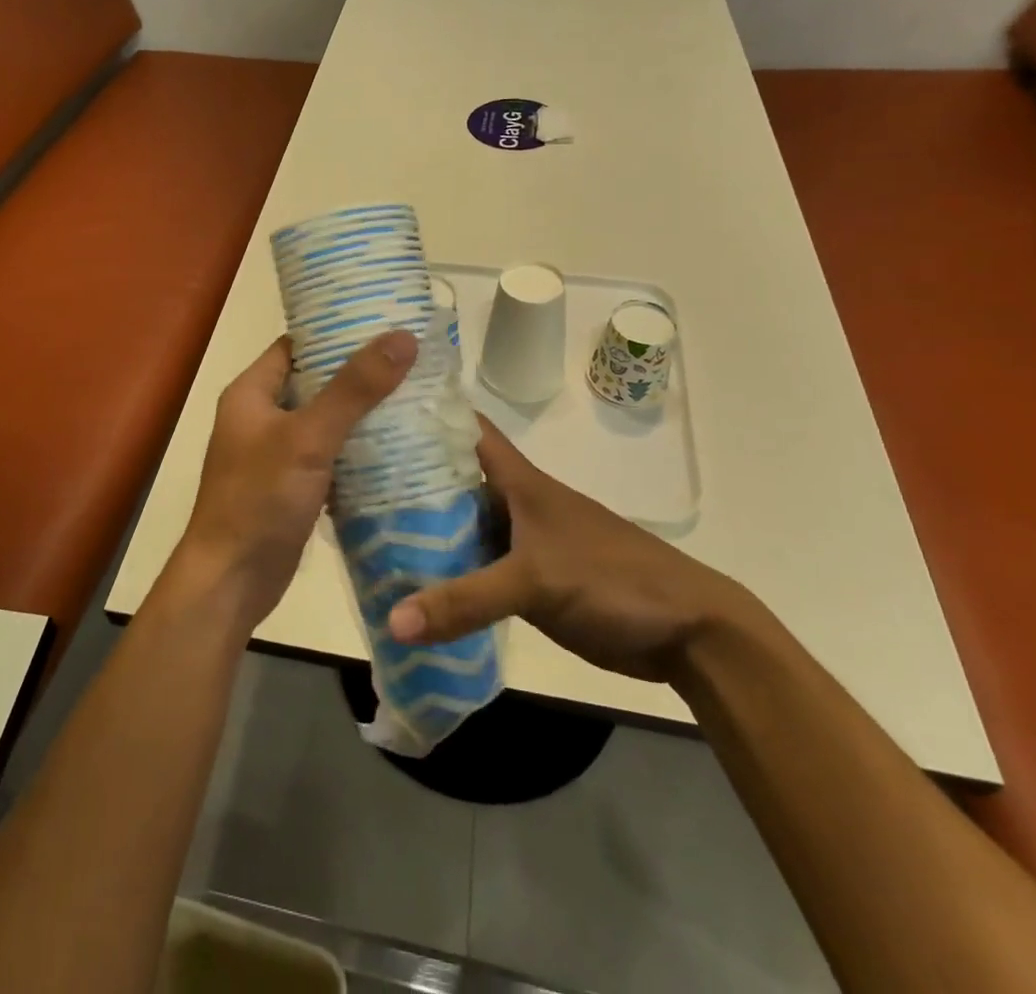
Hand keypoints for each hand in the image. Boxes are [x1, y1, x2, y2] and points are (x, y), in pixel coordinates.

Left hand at [175, 331, 417, 628]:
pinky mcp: (292, 486)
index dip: (337, 333)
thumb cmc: (260, 498)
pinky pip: (329, 455)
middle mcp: (260, 417)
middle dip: (359, 375)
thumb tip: (402, 337)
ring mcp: (275, 454)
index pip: (297, 346)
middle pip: (316, 383)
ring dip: (362, 414)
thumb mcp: (308, 437)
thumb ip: (354, 388)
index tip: (385, 325)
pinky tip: (399, 447)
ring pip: (326, 421)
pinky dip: (357, 450)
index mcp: (251, 393)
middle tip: (412, 363)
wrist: (231, 582)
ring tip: (416, 398)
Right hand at [387, 417, 756, 682]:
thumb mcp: (535, 581)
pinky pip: (476, 568)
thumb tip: (392, 621)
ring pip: (461, 525)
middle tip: (349, 478)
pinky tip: (411, 584)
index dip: (426, 411)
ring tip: (363, 531)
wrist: (686, 630)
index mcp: (517, 480)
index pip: (466, 427)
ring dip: (423, 530)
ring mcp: (520, 541)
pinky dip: (447, 573)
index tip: (374, 405)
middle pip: (452, 478)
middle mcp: (512, 502)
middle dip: (407, 476)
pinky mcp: (528, 580)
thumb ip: (465, 599)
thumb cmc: (611, 578)